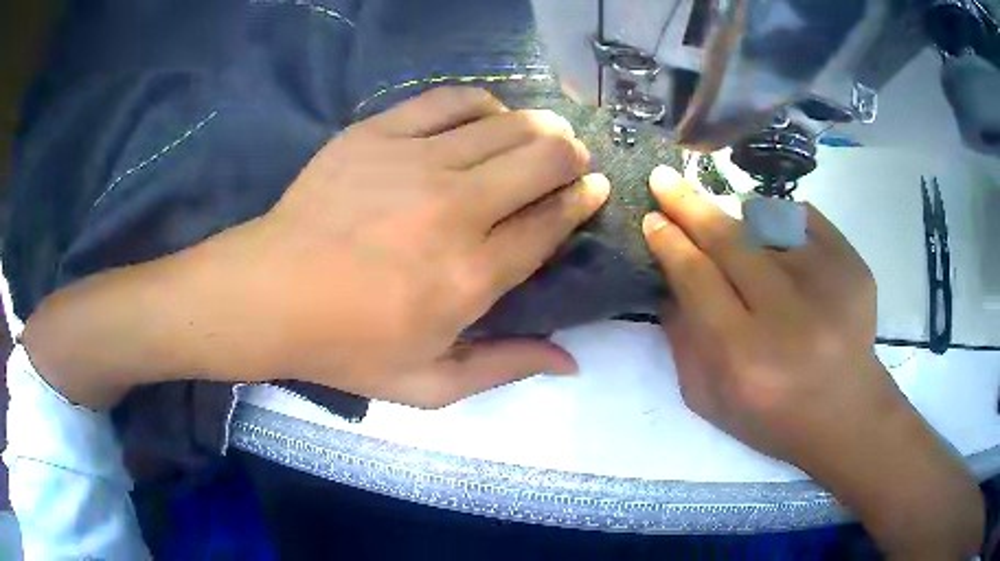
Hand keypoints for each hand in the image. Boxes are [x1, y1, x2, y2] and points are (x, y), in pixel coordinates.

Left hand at [23, 87, 608, 410]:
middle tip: (572, 161)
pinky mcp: (377, 134)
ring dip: (538, 126)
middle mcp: (456, 209)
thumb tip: (572, 360)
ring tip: (542, 134)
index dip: (582, 200)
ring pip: (506, 124)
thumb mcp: (429, 384)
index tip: (593, 189)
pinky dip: (481, 103)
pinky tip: (487, 115)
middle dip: (572, 155)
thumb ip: (505, 368)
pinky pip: (450, 101)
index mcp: (472, 276)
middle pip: (543, 160)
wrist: (268, 296)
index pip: (552, 222)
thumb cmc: (345, 347)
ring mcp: (414, 163)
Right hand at [642, 164, 886, 461]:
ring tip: (727, 225)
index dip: (670, 244)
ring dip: (736, 216)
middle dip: (690, 206)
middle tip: (665, 181)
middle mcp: (788, 316)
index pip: (697, 279)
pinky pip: (803, 218)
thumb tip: (668, 280)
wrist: (847, 414)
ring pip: (767, 222)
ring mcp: (827, 283)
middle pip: (729, 242)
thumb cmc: (773, 417)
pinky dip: (779, 217)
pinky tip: (771, 234)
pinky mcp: (852, 265)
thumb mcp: (711, 399)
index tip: (653, 219)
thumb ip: (682, 342)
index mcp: (745, 358)